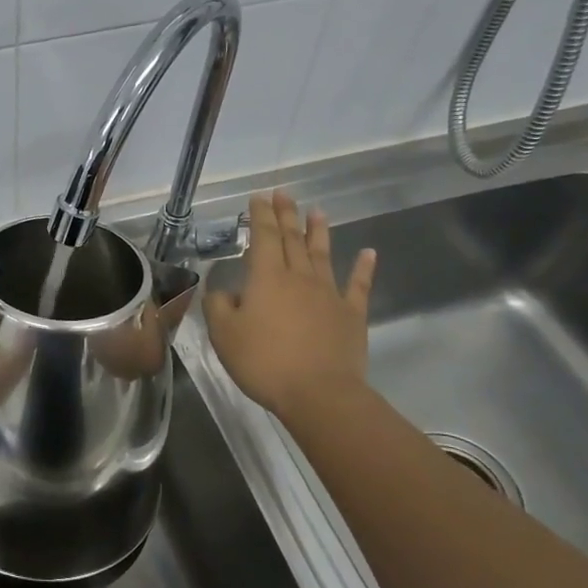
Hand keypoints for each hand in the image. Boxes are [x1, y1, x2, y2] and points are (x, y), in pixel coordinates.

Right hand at [204, 190, 375, 418]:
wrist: (319, 393)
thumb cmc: (265, 361)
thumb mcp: (224, 335)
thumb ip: (219, 306)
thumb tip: (221, 289)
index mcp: (267, 278)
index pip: (262, 237)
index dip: (260, 215)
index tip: (259, 197)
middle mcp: (299, 277)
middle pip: (292, 239)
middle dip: (286, 215)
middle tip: (284, 194)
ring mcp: (329, 294)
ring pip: (322, 254)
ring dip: (319, 231)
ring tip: (317, 211)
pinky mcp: (351, 315)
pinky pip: (358, 285)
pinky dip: (364, 267)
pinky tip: (369, 253)